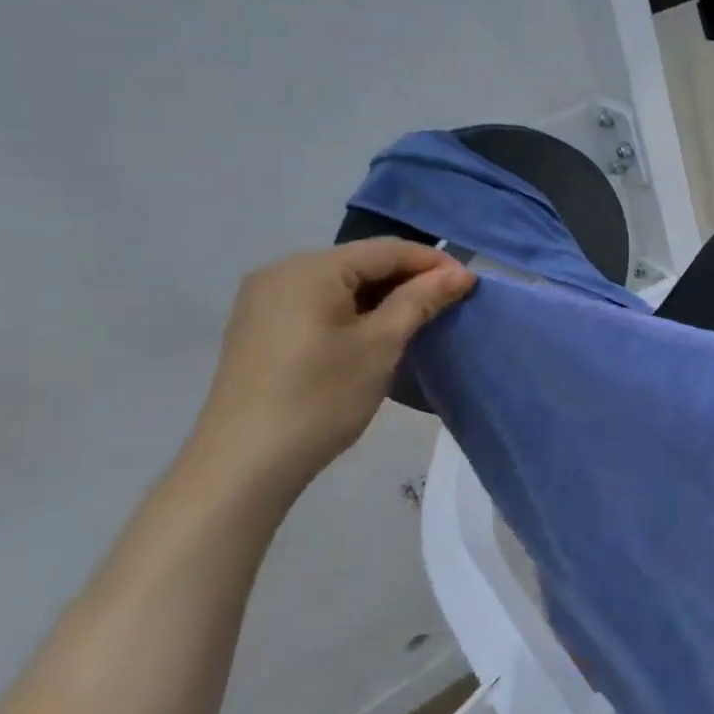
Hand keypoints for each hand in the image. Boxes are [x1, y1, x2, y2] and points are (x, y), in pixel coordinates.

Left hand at [189, 240, 474, 494]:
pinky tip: (374, 335)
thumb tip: (461, 273)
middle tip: (449, 305)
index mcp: (311, 268)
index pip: (386, 250)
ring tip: (418, 321)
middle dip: (408, 280)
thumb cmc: (321, 398)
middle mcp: (282, 271)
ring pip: (340, 284)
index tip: (469, 285)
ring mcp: (265, 300)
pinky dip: (354, 312)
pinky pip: (318, 304)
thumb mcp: (381, 345)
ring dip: (383, 297)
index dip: (432, 262)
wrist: (245, 464)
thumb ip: (420, 301)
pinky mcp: (259, 328)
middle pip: (361, 263)